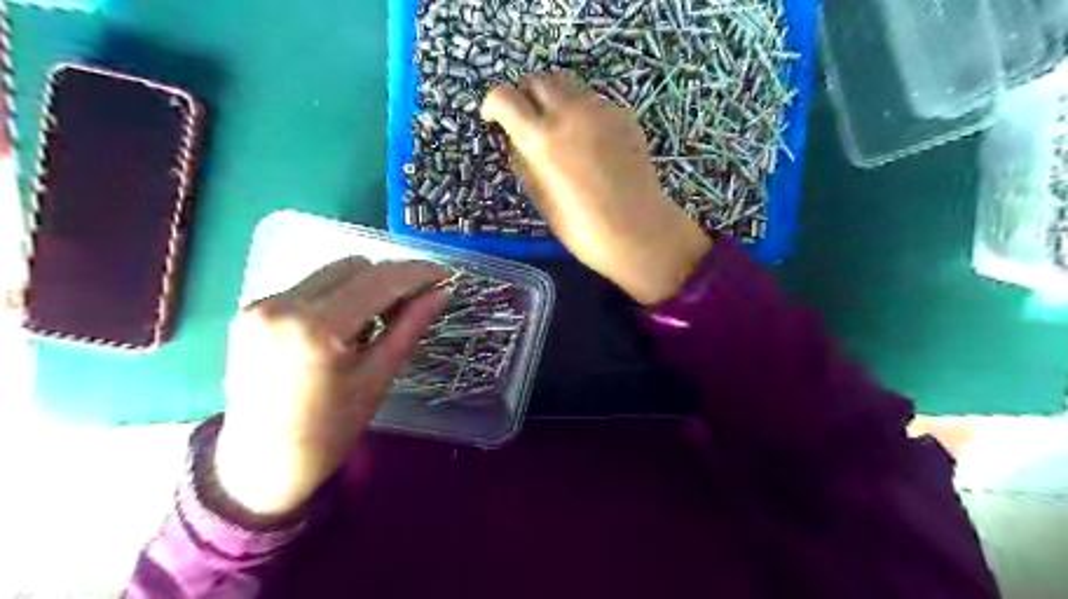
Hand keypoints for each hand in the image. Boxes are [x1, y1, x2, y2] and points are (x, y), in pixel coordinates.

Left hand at [214, 261, 446, 515]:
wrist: (259, 465)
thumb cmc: (329, 431)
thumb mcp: (377, 378)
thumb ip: (410, 326)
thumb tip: (441, 292)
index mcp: (318, 329)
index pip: (379, 280)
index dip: (417, 273)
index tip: (444, 276)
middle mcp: (283, 305)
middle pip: (355, 266)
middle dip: (392, 279)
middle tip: (414, 304)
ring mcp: (261, 305)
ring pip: (332, 272)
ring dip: (365, 286)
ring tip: (378, 319)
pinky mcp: (252, 311)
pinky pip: (310, 287)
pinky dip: (338, 296)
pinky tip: (345, 326)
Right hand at [481, 70, 705, 304]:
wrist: (637, 230)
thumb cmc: (581, 227)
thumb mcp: (539, 197)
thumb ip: (524, 161)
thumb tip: (517, 140)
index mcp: (541, 138)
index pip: (504, 97)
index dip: (492, 105)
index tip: (493, 119)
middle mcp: (569, 113)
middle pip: (537, 79)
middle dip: (525, 95)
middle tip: (527, 121)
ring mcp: (600, 110)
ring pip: (568, 86)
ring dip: (555, 100)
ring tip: (560, 131)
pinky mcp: (624, 115)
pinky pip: (594, 102)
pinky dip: (582, 113)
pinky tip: (590, 142)